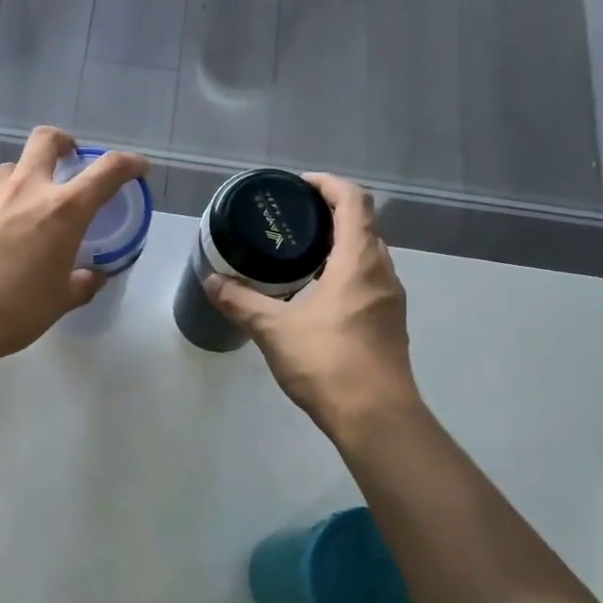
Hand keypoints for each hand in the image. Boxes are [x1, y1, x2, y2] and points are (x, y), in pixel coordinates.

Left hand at [0, 127, 147, 360]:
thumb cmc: (16, 309)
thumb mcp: (60, 300)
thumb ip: (82, 283)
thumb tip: (93, 276)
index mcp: (64, 209)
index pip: (106, 171)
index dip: (128, 164)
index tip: (138, 167)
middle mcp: (28, 190)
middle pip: (47, 140)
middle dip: (64, 142)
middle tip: (71, 160)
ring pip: (13, 165)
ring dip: (29, 172)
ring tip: (33, 201)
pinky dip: (5, 201)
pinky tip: (3, 231)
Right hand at [206, 174, 423, 441]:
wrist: (376, 418)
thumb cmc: (328, 363)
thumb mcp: (275, 330)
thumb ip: (242, 302)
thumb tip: (211, 281)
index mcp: (359, 261)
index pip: (354, 200)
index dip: (327, 184)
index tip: (298, 185)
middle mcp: (382, 272)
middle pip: (363, 225)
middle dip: (329, 215)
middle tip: (290, 221)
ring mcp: (390, 300)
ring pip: (367, 256)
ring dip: (337, 247)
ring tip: (296, 256)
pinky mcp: (389, 324)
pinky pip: (367, 282)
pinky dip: (343, 274)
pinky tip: (313, 295)